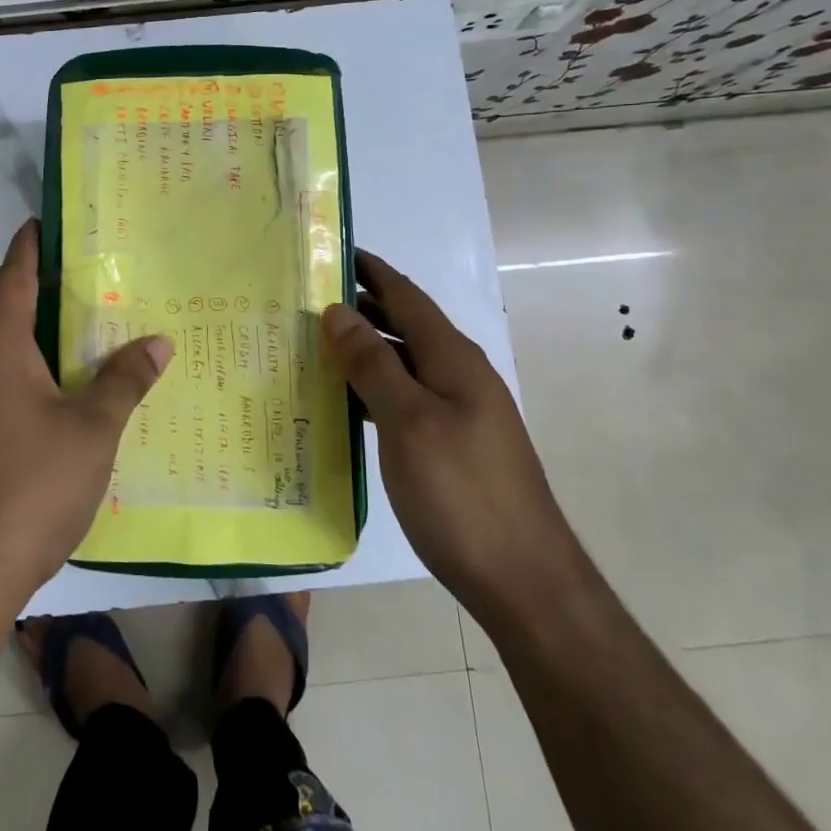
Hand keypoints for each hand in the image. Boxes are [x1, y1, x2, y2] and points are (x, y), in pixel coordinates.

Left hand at [0, 220, 172, 609]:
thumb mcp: (92, 429)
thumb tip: (158, 340)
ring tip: (95, 329)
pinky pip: (11, 389)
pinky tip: (76, 393)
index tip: (45, 221)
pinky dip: (43, 377)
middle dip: (49, 293)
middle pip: (12, 315)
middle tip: (96, 275)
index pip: (12, 280)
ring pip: (13, 357)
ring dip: (48, 340)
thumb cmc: (30, 484)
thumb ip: (125, 380)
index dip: (28, 247)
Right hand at [322, 251, 570, 593]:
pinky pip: (404, 399)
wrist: (523, 580)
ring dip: (362, 350)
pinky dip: (372, 390)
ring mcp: (458, 412)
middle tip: (306, 300)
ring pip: (402, 364)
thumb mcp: (408, 422)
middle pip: (404, 326)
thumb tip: (339, 311)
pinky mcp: (452, 445)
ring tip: (312, 345)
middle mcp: (459, 376)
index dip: (371, 271)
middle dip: (360, 307)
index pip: (406, 296)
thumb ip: (373, 363)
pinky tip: (342, 403)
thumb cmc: (462, 494)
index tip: (332, 250)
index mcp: (453, 359)